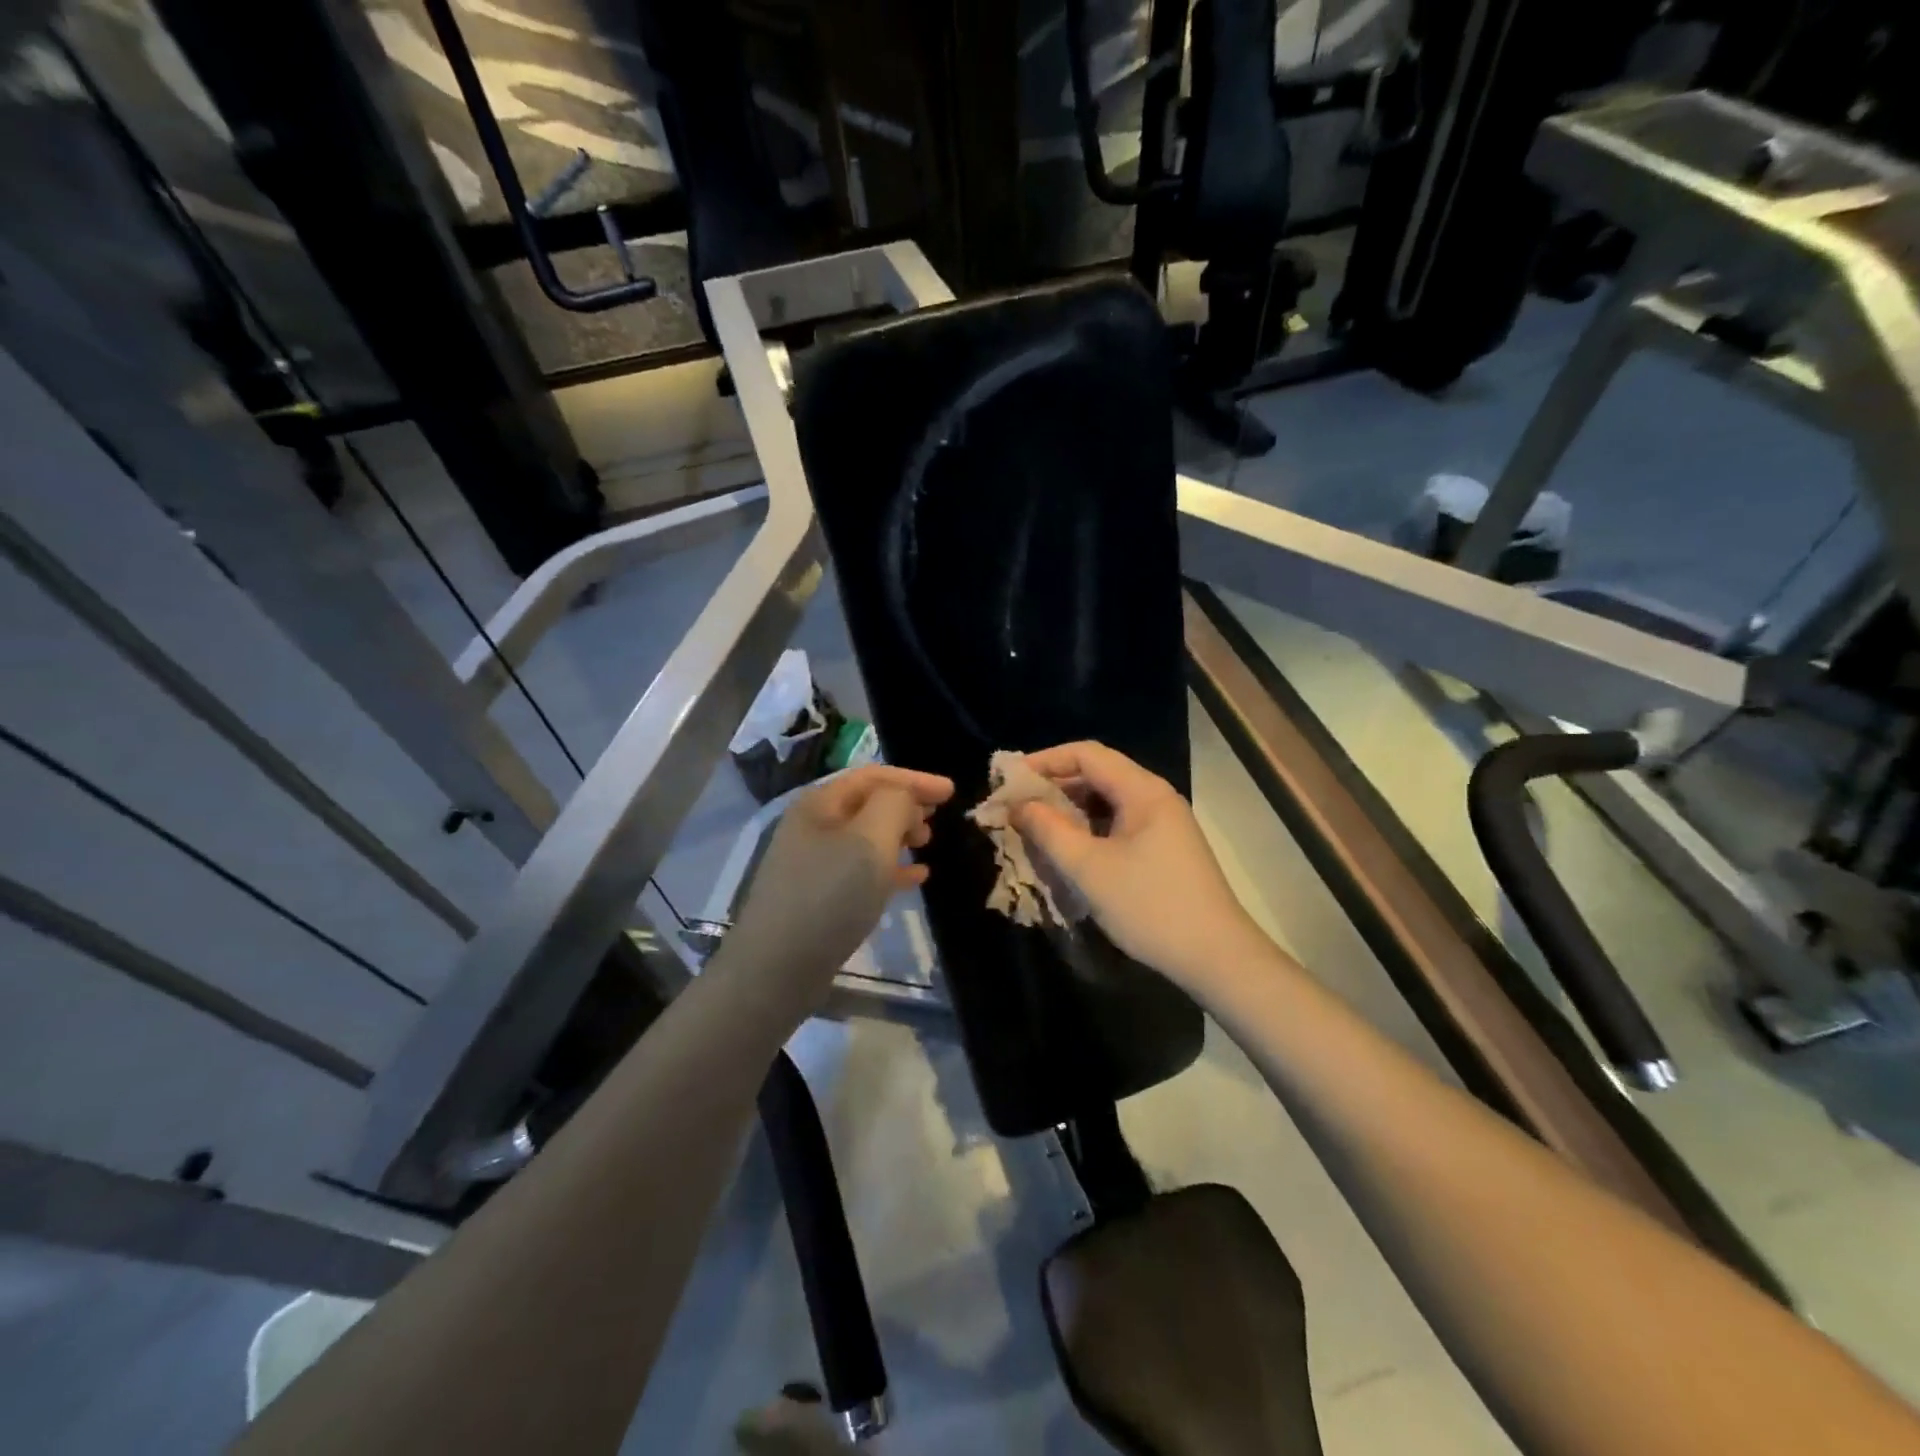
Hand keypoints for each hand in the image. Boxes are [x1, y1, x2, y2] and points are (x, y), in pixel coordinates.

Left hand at [724, 765, 953, 1001]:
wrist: (778, 968)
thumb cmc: (829, 895)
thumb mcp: (870, 840)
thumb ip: (895, 805)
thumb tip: (905, 799)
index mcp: (820, 804)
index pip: (873, 775)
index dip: (914, 779)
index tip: (952, 791)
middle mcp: (813, 826)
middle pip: (868, 803)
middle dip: (906, 804)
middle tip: (939, 816)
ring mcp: (813, 863)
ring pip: (866, 837)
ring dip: (899, 835)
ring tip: (927, 844)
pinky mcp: (819, 897)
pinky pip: (862, 870)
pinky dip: (891, 868)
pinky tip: (916, 878)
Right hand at [1012, 741, 1264, 989]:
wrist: (1216, 958)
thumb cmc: (1150, 906)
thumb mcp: (1090, 869)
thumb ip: (1049, 830)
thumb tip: (1018, 805)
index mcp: (1143, 791)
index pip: (1086, 754)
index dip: (1044, 761)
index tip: (1008, 781)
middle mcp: (1154, 798)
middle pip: (1096, 774)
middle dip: (1053, 787)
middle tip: (1014, 808)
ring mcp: (1162, 824)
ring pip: (1105, 802)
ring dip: (1068, 811)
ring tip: (1033, 828)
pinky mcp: (1162, 848)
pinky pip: (1116, 824)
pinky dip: (1087, 830)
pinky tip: (1066, 850)